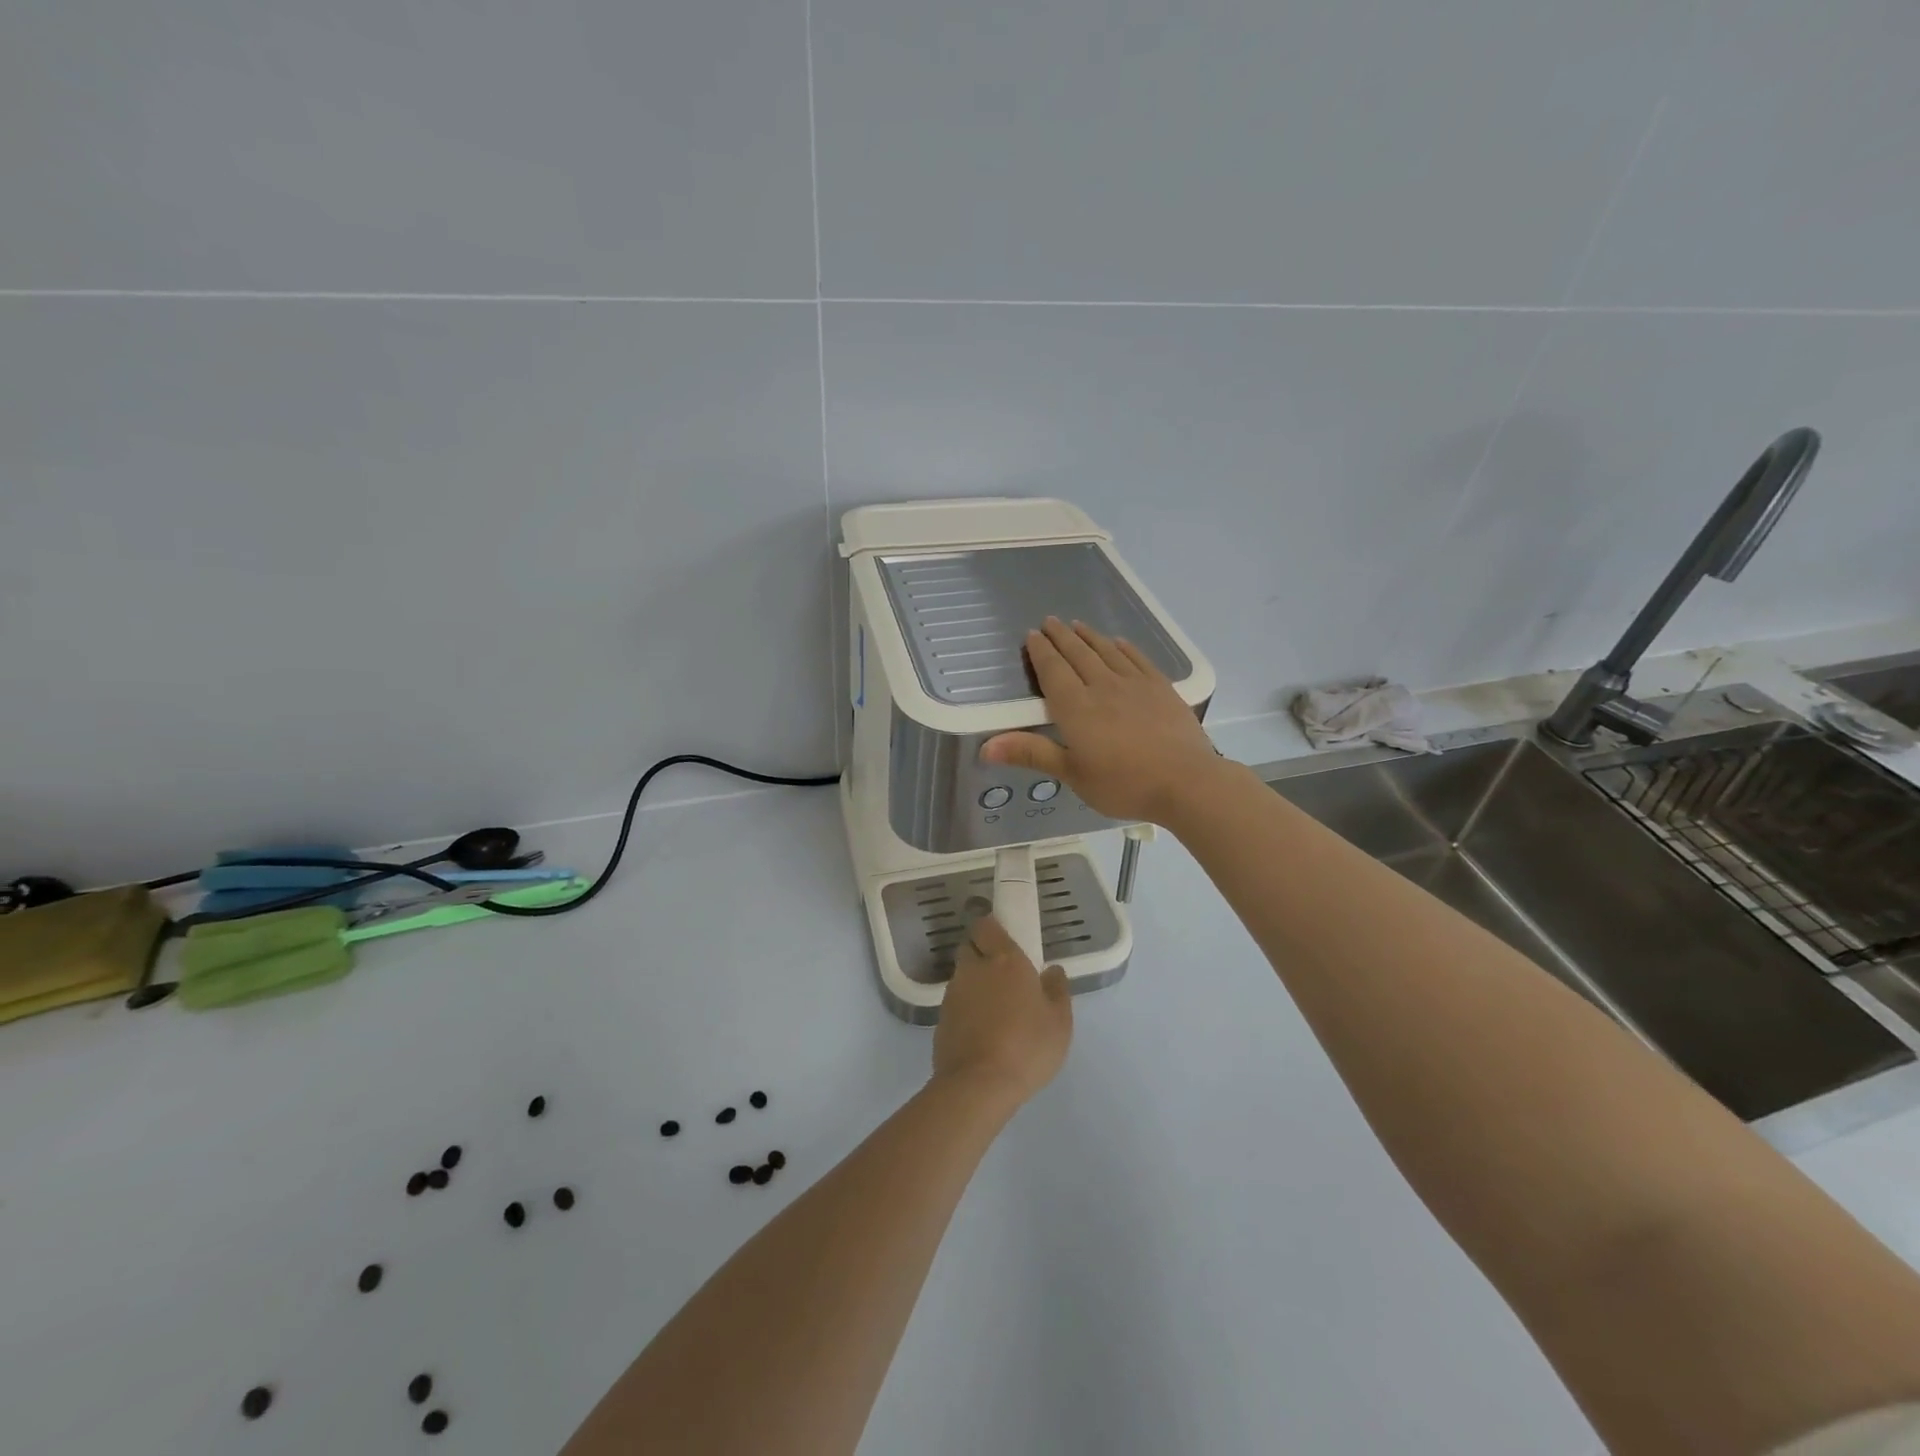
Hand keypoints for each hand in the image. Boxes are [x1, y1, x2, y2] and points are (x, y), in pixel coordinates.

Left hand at [933, 914, 1072, 1108]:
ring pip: (962, 975)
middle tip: (1002, 975)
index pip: (986, 926)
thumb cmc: (1027, 1046)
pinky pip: (955, 1002)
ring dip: (974, 983)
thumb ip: (1057, 990)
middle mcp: (974, 969)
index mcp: (1005, 960)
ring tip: (994, 1008)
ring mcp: (953, 993)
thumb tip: (1053, 970)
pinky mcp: (941, 1018)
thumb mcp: (1059, 1022)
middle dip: (981, 953)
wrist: (979, 1084)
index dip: (992, 930)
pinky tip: (981, 1030)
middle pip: (970, 947)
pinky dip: (966, 1008)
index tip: (1004, 940)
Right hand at [983, 617, 1223, 824]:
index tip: (1032, 635)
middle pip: (1078, 654)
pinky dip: (1124, 648)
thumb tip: (985, 746)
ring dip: (1089, 636)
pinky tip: (1119, 642)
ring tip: (1077, 625)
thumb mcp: (1072, 774)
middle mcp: (1102, 686)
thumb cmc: (1123, 784)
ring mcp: (1135, 684)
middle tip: (1049, 621)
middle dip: (1061, 636)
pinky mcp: (1161, 688)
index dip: (1041, 652)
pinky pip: (1138, 659)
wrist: (1185, 782)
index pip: (1053, 671)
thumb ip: (1031, 754)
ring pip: (1106, 651)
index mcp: (1076, 707)